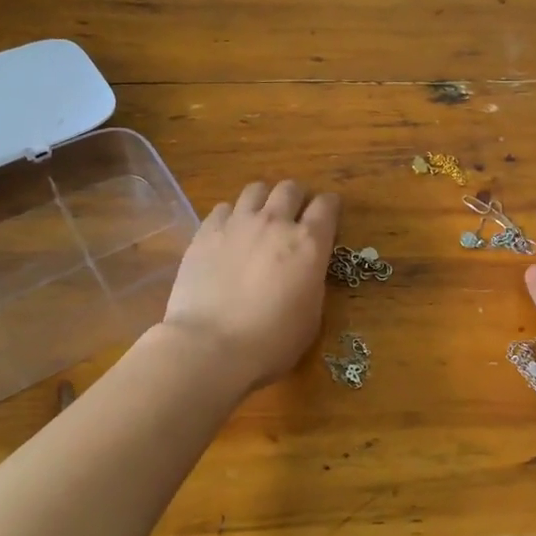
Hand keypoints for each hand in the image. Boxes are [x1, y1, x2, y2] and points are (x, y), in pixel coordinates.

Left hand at [162, 180, 339, 391]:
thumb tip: (306, 269)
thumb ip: (312, 281)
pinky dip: (231, 216)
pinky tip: (228, 234)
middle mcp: (275, 223)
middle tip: (293, 217)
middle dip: (296, 198)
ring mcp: (237, 223)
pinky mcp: (206, 232)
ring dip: (263, 200)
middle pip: (290, 188)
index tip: (328, 216)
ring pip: (256, 189)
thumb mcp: (311, 316)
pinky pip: (223, 208)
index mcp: (309, 243)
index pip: (327, 205)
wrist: (210, 347)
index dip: (330, 207)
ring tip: (259, 220)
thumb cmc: (271, 342)